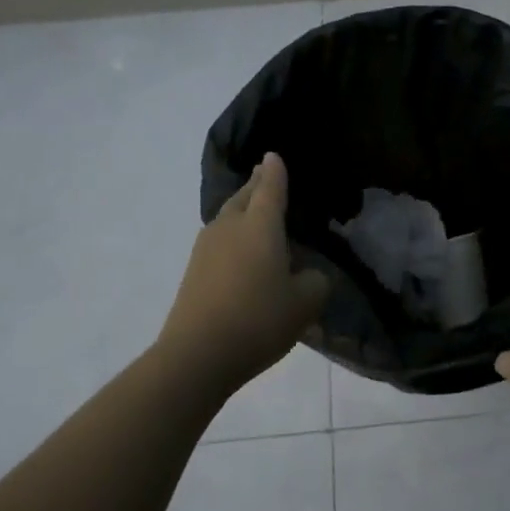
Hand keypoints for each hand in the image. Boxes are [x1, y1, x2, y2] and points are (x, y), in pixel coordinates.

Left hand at [160, 153, 329, 397]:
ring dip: (242, 208)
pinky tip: (240, 248)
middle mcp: (230, 227)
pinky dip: (233, 234)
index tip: (274, 156)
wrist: (197, 354)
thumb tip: (309, 274)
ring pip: (227, 216)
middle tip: (264, 174)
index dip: (275, 171)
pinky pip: (218, 239)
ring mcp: (206, 248)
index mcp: (261, 226)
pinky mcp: (194, 271)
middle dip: (256, 184)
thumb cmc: (259, 319)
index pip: (271, 188)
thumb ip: (316, 280)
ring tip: (254, 208)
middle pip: (244, 197)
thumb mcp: (306, 303)